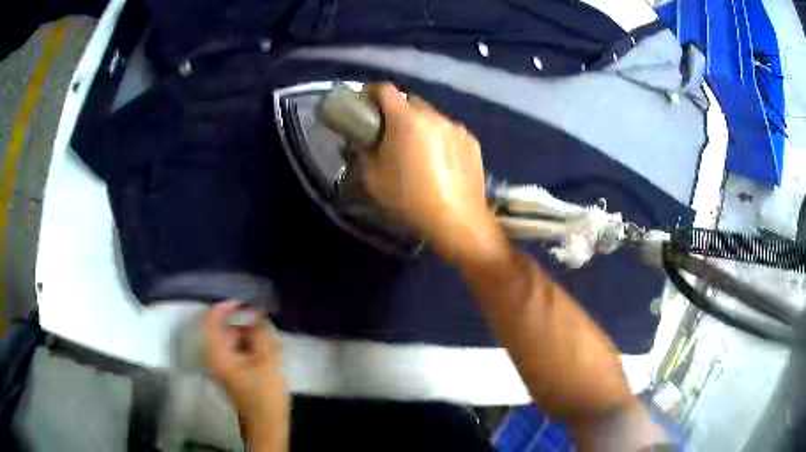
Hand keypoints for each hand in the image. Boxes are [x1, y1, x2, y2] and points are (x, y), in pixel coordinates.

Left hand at [202, 301, 288, 450]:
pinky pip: (239, 352)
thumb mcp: (265, 359)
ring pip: (234, 341)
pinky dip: (252, 349)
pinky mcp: (232, 372)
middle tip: (266, 326)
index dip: (226, 307)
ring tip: (271, 344)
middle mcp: (214, 356)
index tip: (245, 301)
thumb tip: (257, 312)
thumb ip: (259, 332)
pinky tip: (269, 354)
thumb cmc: (264, 393)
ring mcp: (222, 365)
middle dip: (246, 326)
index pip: (211, 319)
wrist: (266, 423)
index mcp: (216, 352)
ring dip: (252, 338)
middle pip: (225, 330)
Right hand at [361, 83, 508, 262]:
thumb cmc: (410, 199)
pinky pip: (449, 130)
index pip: (385, 90)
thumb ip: (363, 151)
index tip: (363, 102)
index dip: (370, 91)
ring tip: (415, 147)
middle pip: (410, 100)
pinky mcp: (472, 141)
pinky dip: (438, 136)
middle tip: (387, 129)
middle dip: (395, 108)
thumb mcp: (373, 178)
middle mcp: (434, 116)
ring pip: (431, 115)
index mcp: (407, 120)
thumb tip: (361, 140)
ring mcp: (457, 127)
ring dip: (419, 123)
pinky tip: (438, 159)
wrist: (457, 221)